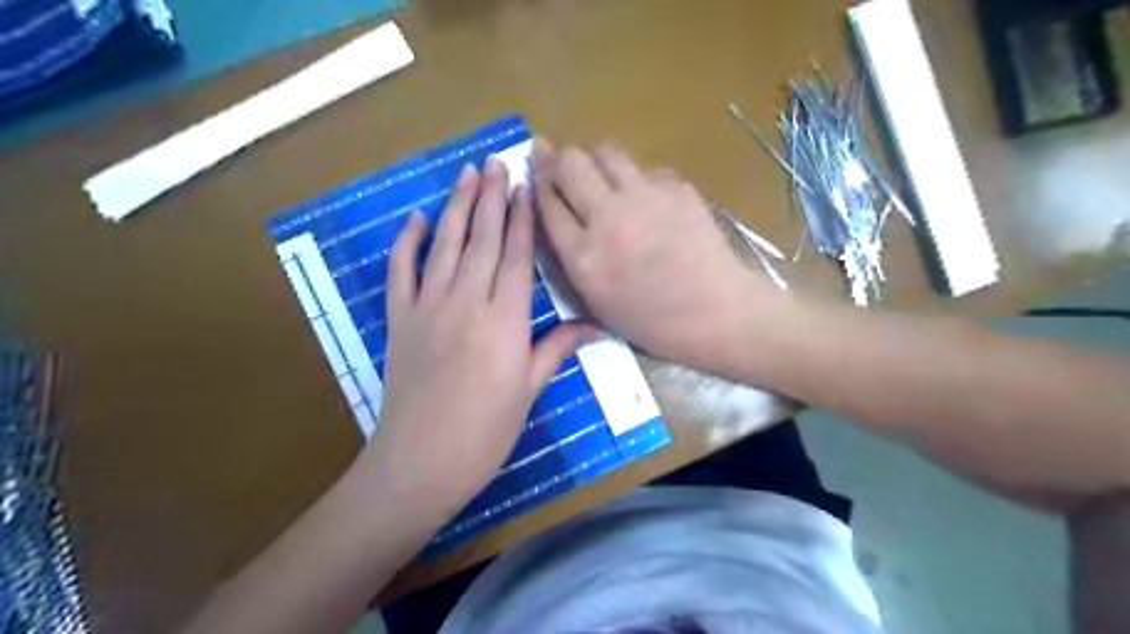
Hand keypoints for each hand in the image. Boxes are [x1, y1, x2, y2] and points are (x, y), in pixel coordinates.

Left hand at [365, 157, 595, 508]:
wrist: (421, 460)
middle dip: (491, 197)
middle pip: (481, 238)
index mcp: (504, 319)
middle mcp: (466, 301)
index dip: (521, 218)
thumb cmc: (486, 430)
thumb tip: (596, 325)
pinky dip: (407, 242)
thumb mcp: (529, 389)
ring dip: (455, 206)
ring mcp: (427, 306)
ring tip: (465, 173)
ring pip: (445, 244)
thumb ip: (558, 347)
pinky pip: (400, 271)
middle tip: (496, 161)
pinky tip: (415, 218)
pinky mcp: (399, 318)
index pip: (516, 256)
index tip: (525, 186)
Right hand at [533, 139, 776, 371]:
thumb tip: (561, 217)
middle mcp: (608, 219)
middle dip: (560, 159)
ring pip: (606, 153)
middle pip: (570, 163)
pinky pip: (645, 169)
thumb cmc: (653, 321)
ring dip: (597, 162)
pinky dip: (638, 180)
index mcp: (584, 257)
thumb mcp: (597, 303)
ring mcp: (644, 198)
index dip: (537, 179)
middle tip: (563, 166)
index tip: (535, 166)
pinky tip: (648, 201)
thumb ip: (572, 259)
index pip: (547, 202)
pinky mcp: (675, 188)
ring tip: (604, 180)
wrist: (715, 312)